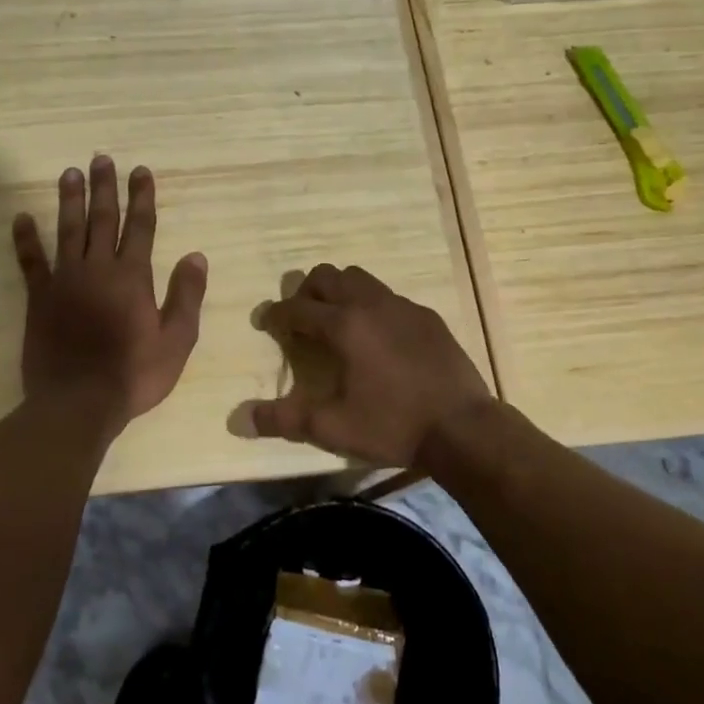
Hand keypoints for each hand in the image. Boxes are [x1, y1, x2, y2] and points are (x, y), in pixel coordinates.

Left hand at [11, 156, 207, 437]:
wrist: (78, 404)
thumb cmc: (133, 374)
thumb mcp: (176, 340)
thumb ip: (186, 296)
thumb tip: (196, 255)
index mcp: (132, 277)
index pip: (140, 227)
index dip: (142, 197)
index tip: (140, 170)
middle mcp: (98, 269)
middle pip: (103, 219)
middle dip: (105, 188)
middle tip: (102, 158)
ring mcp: (65, 281)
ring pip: (68, 231)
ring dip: (70, 200)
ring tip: (69, 173)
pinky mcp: (39, 298)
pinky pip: (31, 262)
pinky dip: (25, 239)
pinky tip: (21, 218)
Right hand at [251, 264, 491, 467]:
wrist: (463, 427)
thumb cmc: (393, 425)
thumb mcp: (333, 427)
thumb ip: (285, 420)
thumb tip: (239, 419)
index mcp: (344, 326)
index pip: (297, 308)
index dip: (276, 314)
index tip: (266, 323)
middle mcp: (370, 304)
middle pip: (327, 276)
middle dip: (306, 292)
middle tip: (302, 319)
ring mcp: (402, 306)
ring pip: (360, 278)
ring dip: (340, 291)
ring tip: (338, 323)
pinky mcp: (426, 316)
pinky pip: (389, 296)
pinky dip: (372, 306)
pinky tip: (378, 338)